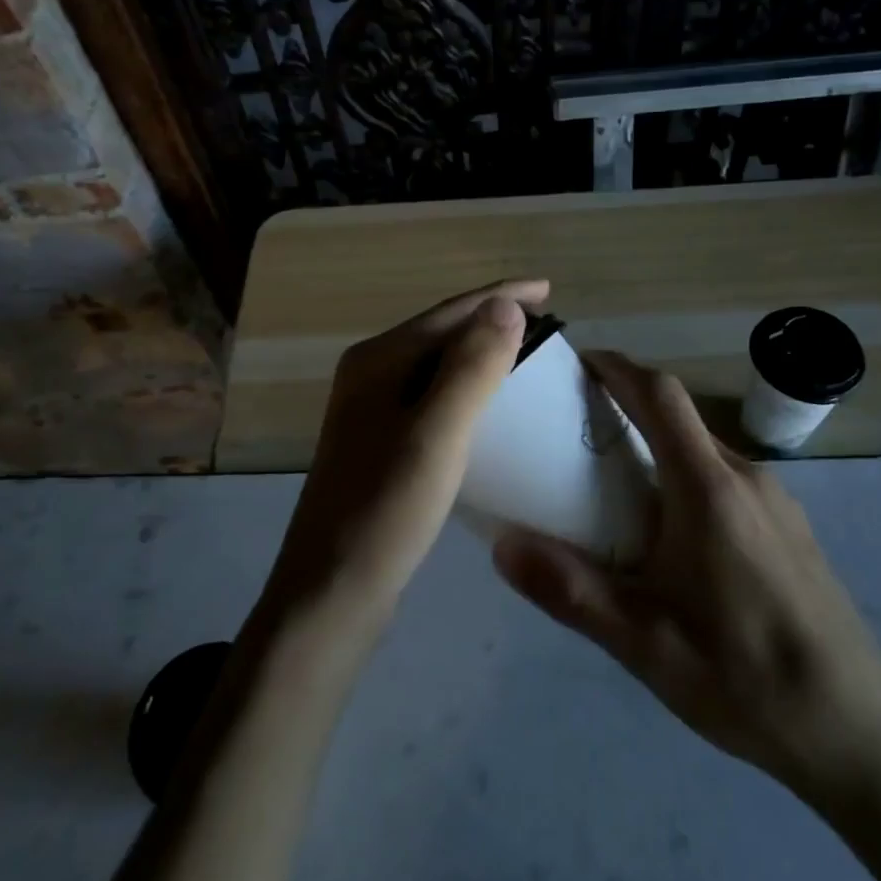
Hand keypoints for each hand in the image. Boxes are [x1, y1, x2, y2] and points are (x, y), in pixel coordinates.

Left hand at [265, 279, 547, 632]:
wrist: (332, 592)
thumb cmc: (386, 510)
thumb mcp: (436, 433)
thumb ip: (471, 366)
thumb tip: (505, 305)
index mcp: (378, 360)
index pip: (450, 311)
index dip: (501, 296)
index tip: (548, 288)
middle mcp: (370, 374)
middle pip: (442, 332)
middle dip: (493, 321)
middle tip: (547, 324)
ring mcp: (372, 410)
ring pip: (439, 365)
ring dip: (483, 354)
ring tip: (529, 356)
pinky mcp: (382, 442)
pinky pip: (434, 398)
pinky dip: (468, 389)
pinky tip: (492, 406)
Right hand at [492, 350, 880, 813]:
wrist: (861, 736)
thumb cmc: (746, 681)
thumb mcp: (645, 645)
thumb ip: (571, 591)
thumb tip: (501, 543)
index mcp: (709, 490)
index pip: (661, 395)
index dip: (618, 367)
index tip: (577, 362)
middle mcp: (747, 477)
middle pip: (680, 416)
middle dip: (628, 404)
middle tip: (576, 428)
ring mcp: (777, 501)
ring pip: (704, 448)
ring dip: (658, 443)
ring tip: (614, 481)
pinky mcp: (792, 527)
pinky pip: (727, 477)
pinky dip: (686, 473)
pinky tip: (672, 531)